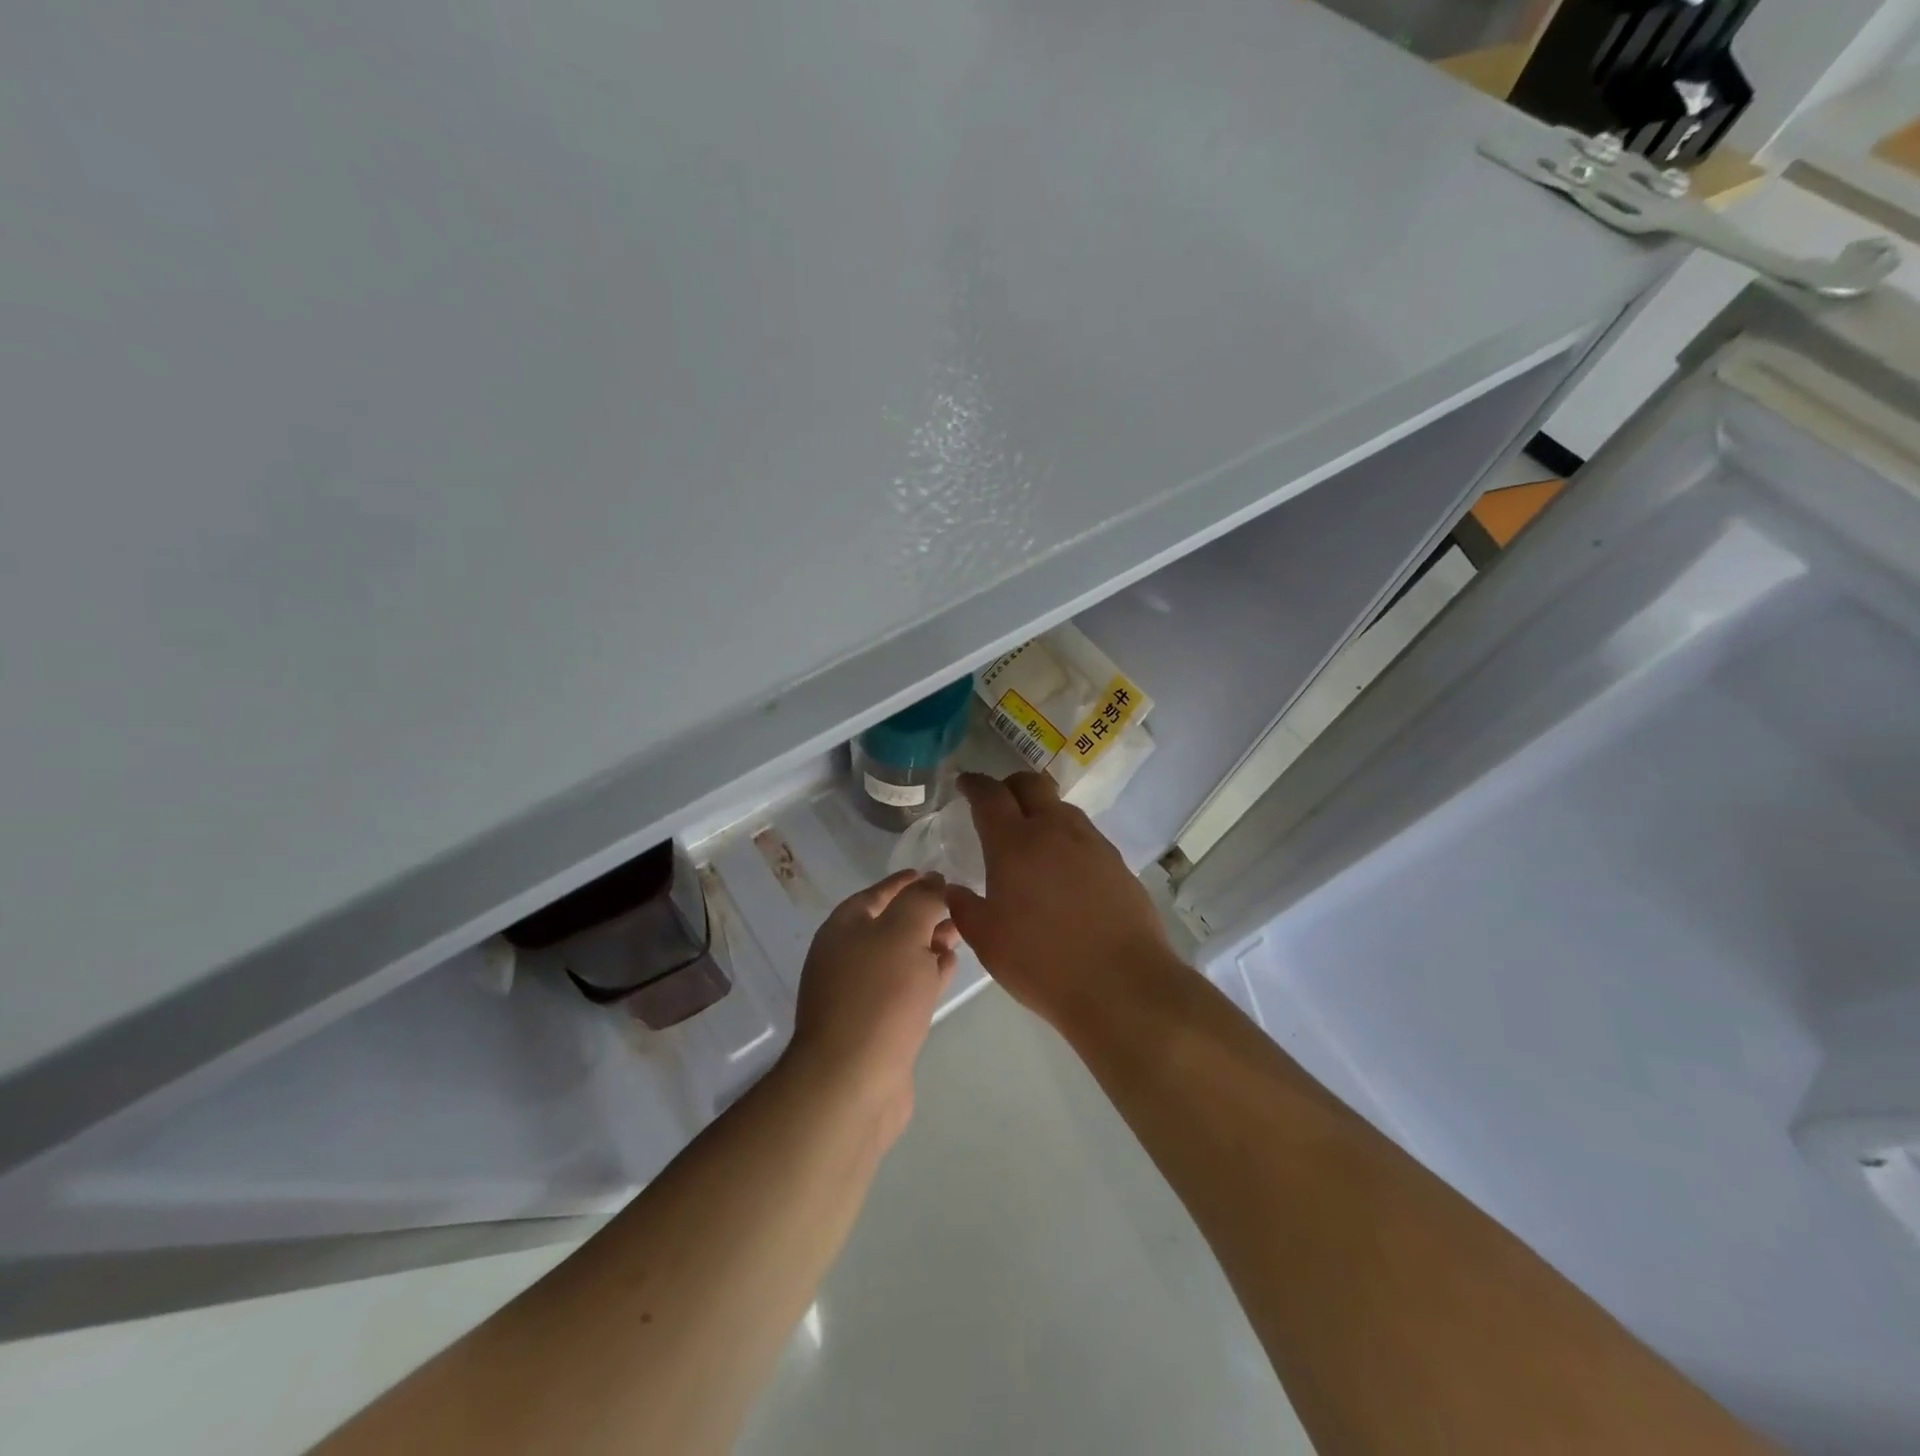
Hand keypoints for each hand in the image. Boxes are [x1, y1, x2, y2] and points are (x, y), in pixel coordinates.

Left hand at [784, 870, 958, 1147]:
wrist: (853, 1081)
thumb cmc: (879, 996)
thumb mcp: (904, 934)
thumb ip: (922, 901)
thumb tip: (934, 881)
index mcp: (844, 927)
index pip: (879, 892)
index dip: (909, 882)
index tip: (938, 875)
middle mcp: (846, 956)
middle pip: (891, 924)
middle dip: (925, 914)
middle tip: (960, 908)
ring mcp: (859, 993)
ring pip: (901, 957)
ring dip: (929, 944)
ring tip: (961, 936)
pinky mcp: (876, 1025)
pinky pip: (905, 988)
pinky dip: (926, 974)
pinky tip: (948, 970)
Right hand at [944, 772, 1181, 1033]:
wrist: (1121, 983)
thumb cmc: (1042, 961)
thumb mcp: (988, 941)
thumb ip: (965, 908)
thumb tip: (954, 889)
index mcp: (1014, 843)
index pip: (990, 795)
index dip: (974, 784)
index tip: (965, 783)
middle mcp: (1054, 830)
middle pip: (1032, 784)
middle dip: (1011, 785)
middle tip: (999, 801)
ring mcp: (1091, 843)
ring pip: (1062, 808)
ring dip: (1042, 811)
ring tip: (1032, 838)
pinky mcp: (1117, 862)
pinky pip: (1085, 835)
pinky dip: (1067, 838)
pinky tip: (1064, 869)